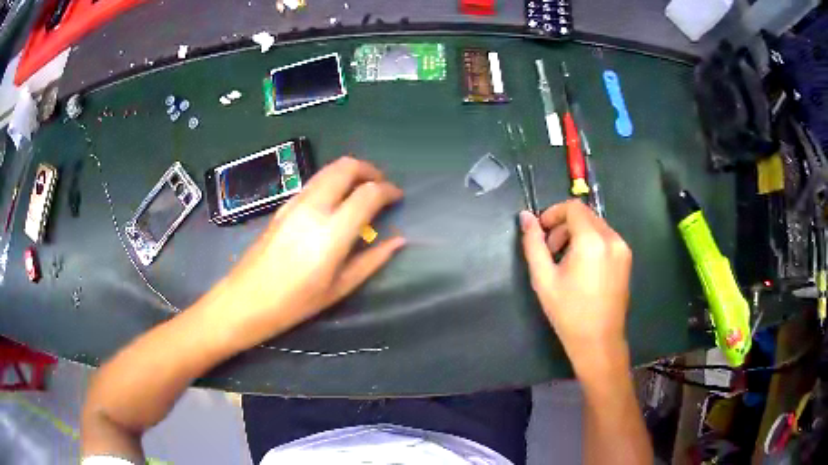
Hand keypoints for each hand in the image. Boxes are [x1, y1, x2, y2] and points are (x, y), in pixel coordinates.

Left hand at [200, 156, 404, 349]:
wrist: (246, 299)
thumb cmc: (294, 303)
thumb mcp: (339, 288)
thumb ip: (371, 260)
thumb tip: (398, 240)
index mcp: (331, 232)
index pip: (367, 193)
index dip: (388, 190)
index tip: (397, 197)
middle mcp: (313, 207)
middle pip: (346, 167)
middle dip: (369, 170)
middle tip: (381, 185)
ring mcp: (295, 202)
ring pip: (328, 169)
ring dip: (350, 171)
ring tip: (361, 189)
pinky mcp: (283, 205)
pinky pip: (314, 181)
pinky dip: (332, 180)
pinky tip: (336, 201)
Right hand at [519, 200, 631, 371]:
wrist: (598, 341)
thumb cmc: (568, 312)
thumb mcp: (543, 278)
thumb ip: (533, 243)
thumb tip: (525, 216)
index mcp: (592, 240)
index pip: (572, 207)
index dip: (553, 214)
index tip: (541, 232)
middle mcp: (612, 238)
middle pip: (585, 215)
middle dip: (564, 226)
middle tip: (551, 252)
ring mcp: (622, 248)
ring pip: (595, 225)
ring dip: (577, 234)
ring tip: (566, 262)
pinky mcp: (626, 258)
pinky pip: (605, 238)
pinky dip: (591, 243)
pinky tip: (582, 268)